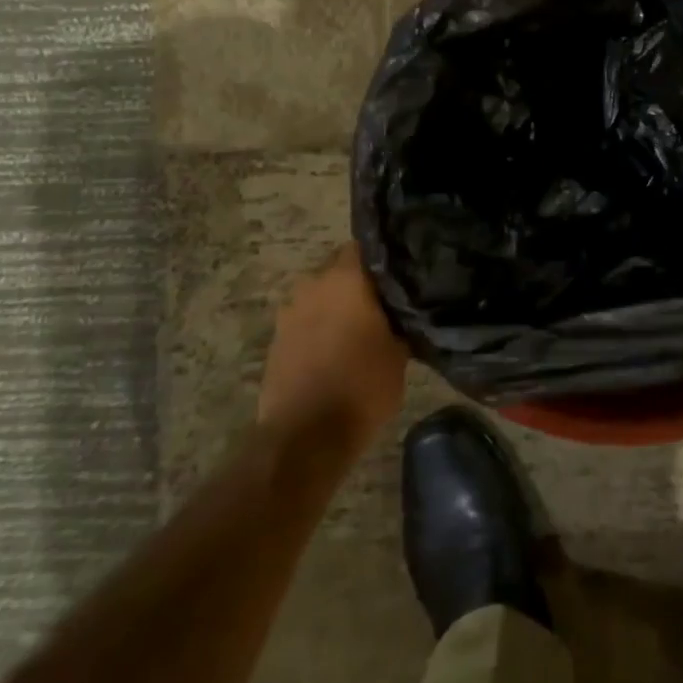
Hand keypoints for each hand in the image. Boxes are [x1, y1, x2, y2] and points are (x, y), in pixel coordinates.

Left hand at [258, 246, 408, 451]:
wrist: (304, 437)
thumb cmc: (362, 386)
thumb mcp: (401, 352)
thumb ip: (401, 319)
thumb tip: (406, 310)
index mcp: (346, 278)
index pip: (368, 246)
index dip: (386, 258)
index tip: (403, 273)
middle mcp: (313, 284)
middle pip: (341, 270)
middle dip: (361, 283)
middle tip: (386, 302)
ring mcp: (289, 312)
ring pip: (322, 296)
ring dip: (338, 307)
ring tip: (362, 329)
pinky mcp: (276, 340)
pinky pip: (306, 322)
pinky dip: (321, 329)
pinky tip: (339, 350)